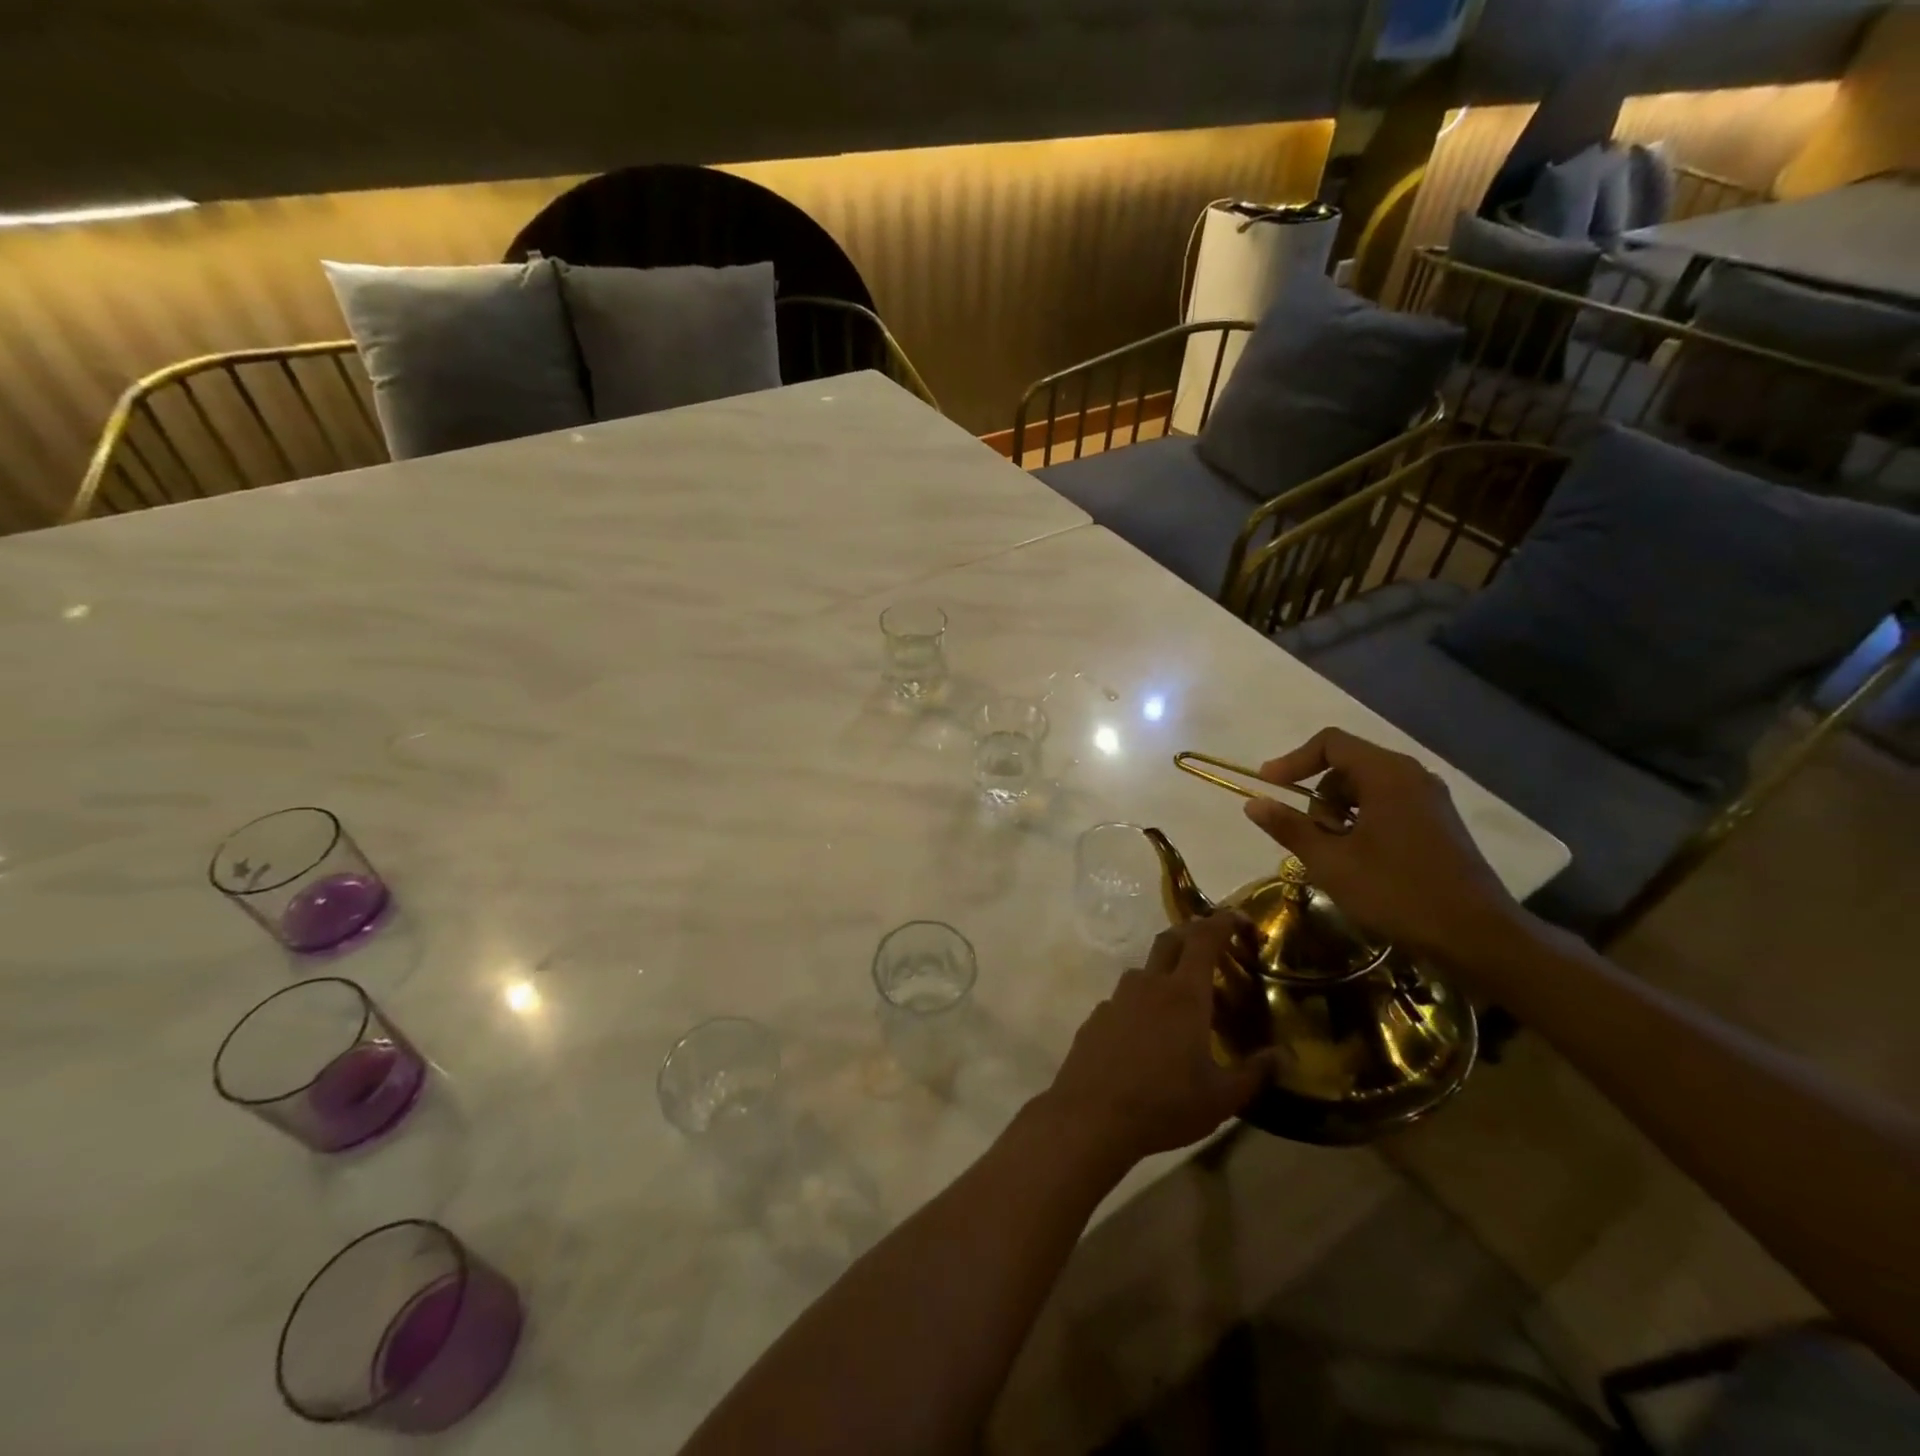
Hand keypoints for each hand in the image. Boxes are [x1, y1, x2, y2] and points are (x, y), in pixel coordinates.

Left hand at [1042, 912, 1272, 1170]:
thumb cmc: (1165, 1104)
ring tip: (1184, 1001)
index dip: (1223, 921)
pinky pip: (1125, 998)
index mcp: (1184, 994)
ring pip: (1145, 969)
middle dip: (1193, 933)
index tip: (1240, 918)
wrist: (1092, 1115)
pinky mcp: (1097, 1016)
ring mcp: (1118, 998)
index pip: (1205, 938)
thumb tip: (1283, 1056)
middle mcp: (1149, 984)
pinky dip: (1143, 1003)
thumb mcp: (1221, 1098)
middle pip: (1170, 939)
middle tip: (1214, 947)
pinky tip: (1148, 1034)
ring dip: (1166, 971)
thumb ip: (1255, 1073)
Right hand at [1241, 727, 1524, 966]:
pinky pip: (1388, 805)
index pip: (1330, 743)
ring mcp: (1430, 799)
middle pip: (1347, 765)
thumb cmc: (1397, 892)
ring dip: (1339, 812)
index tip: (1269, 787)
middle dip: (1318, 796)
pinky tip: (1360, 861)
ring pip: (1366, 788)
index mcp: (1387, 774)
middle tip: (1311, 837)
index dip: (1292, 761)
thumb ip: (1289, 827)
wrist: (1477, 936)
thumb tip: (1254, 802)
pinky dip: (1362, 822)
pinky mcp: (1439, 823)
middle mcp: (1412, 776)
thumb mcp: (1330, 862)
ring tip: (1334, 854)